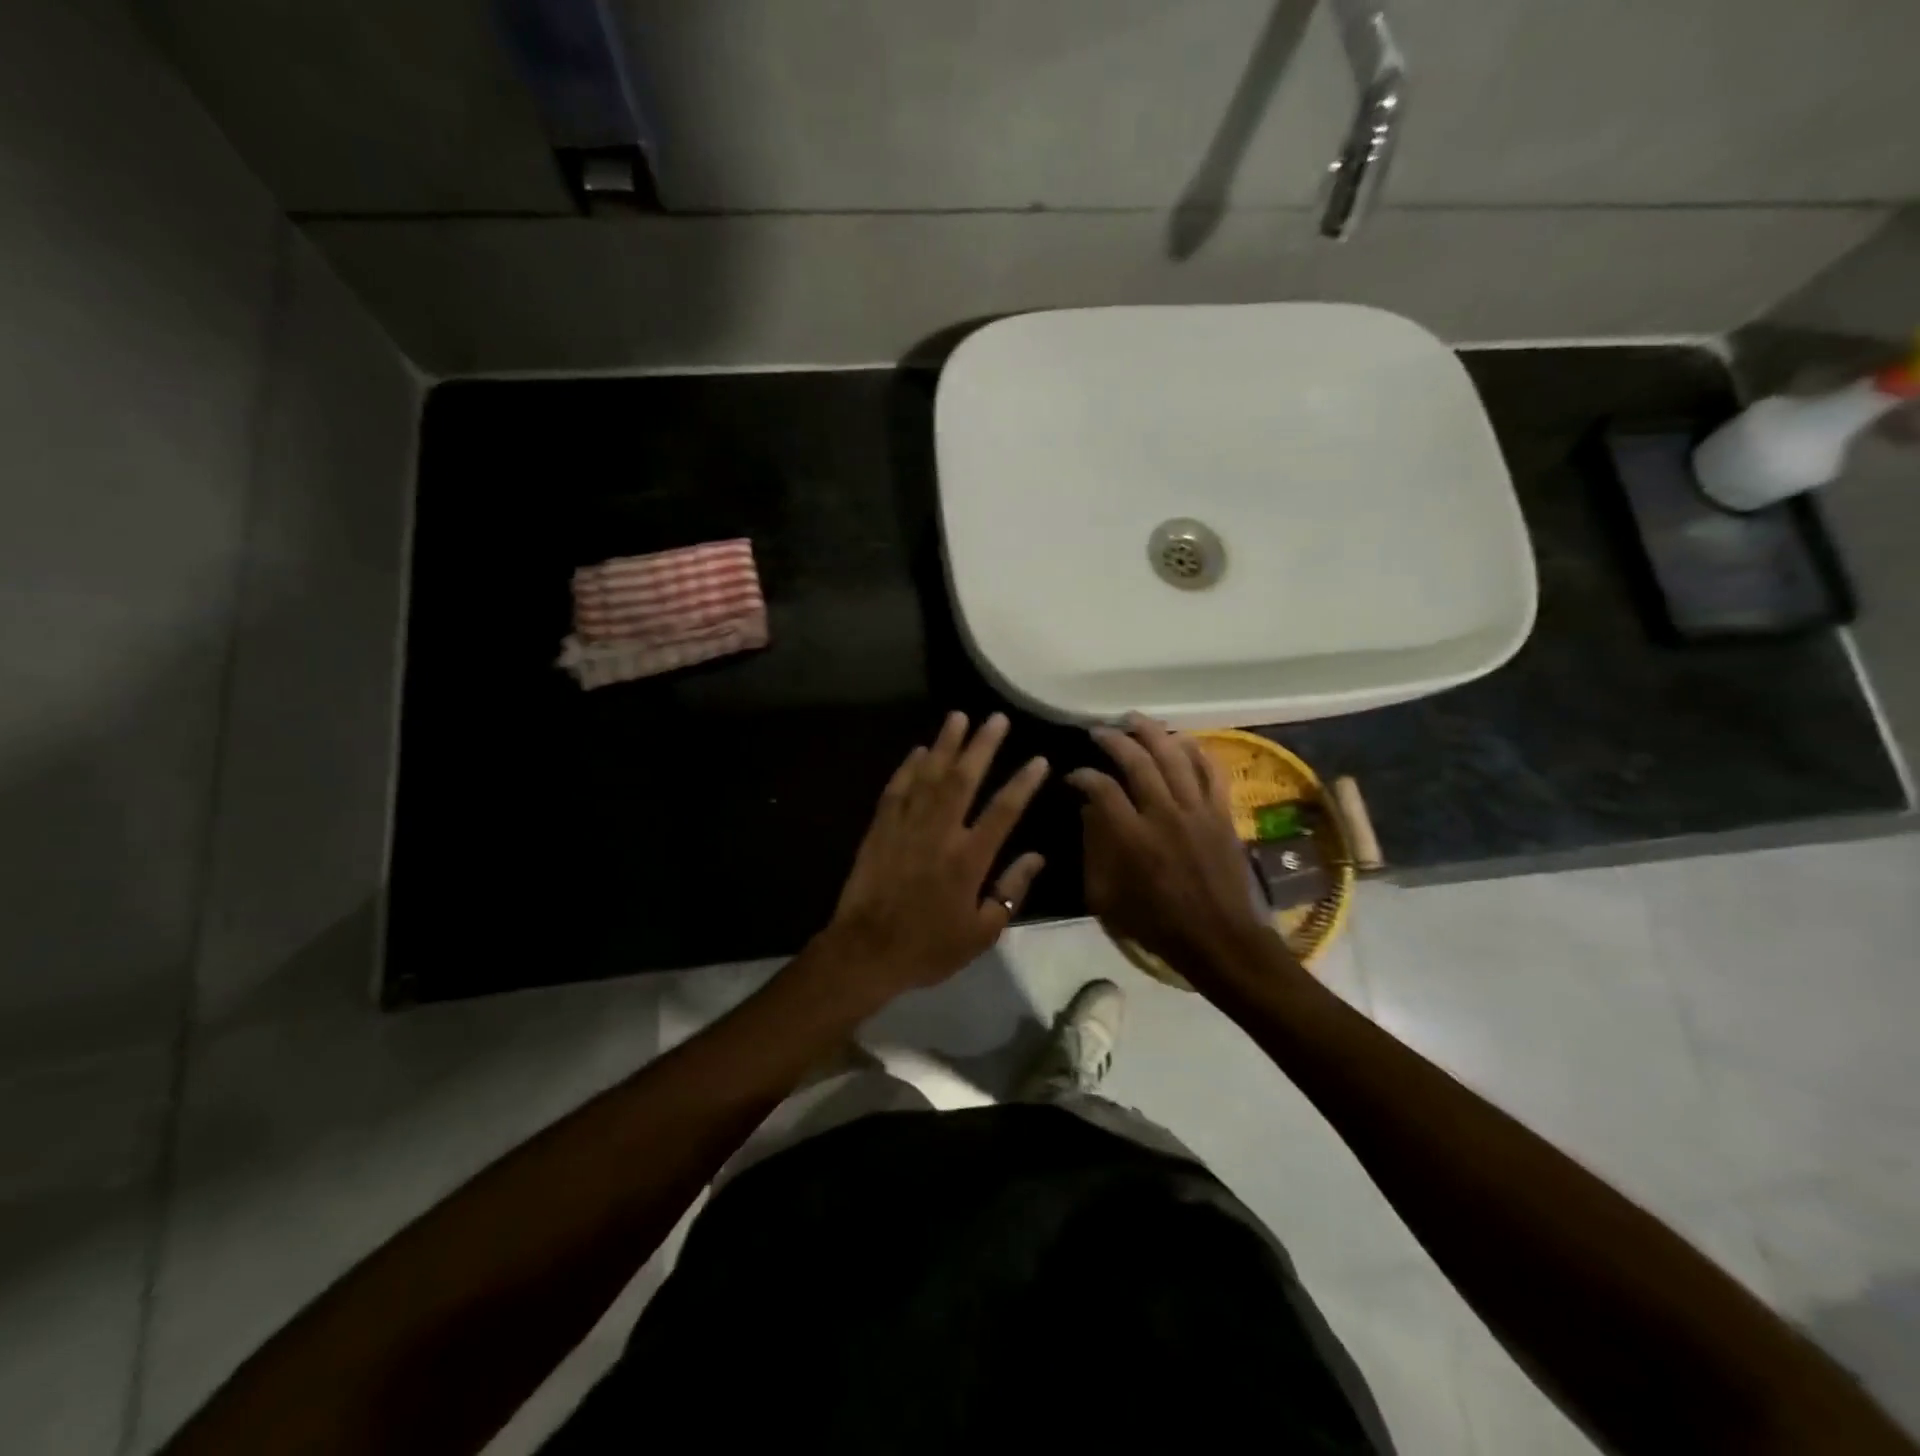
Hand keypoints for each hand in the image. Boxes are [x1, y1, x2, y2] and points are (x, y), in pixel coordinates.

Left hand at [810, 712, 1047, 1011]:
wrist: (866, 951)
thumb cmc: (929, 947)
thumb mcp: (982, 932)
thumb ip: (1011, 891)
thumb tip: (1036, 856)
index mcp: (969, 858)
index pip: (1003, 810)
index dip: (1023, 783)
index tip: (1038, 759)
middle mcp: (939, 832)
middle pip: (964, 779)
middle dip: (982, 746)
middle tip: (996, 718)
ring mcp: (906, 826)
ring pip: (929, 775)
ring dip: (945, 744)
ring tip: (958, 717)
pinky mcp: (880, 828)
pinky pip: (897, 789)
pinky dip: (909, 767)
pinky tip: (920, 750)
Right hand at [1068, 714, 1277, 986]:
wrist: (1217, 938)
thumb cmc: (1156, 922)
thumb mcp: (1106, 897)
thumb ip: (1094, 850)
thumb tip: (1090, 810)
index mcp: (1132, 837)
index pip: (1102, 789)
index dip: (1083, 775)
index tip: (1073, 775)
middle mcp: (1164, 814)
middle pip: (1137, 761)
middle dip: (1113, 740)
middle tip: (1098, 732)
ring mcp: (1197, 810)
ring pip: (1174, 756)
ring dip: (1152, 732)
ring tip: (1134, 719)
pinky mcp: (1221, 813)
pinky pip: (1211, 771)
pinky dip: (1196, 750)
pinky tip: (1181, 738)